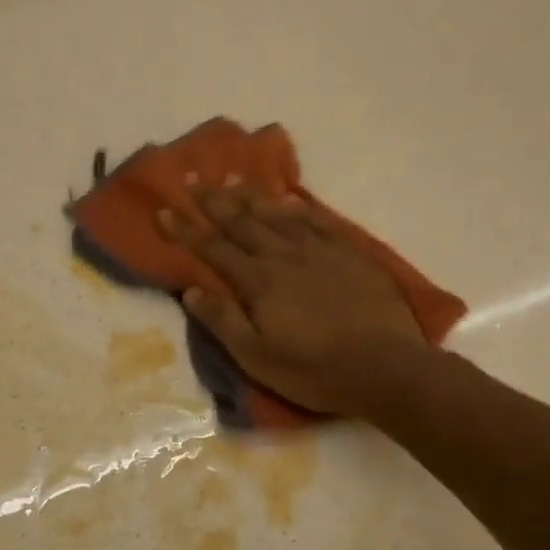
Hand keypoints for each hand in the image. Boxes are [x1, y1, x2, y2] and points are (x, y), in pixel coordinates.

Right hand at [161, 187, 434, 416]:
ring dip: (252, 196)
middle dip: (214, 201)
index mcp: (258, 281)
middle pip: (242, 222)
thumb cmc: (314, 370)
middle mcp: (284, 256)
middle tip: (193, 179)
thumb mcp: (257, 357)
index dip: (186, 229)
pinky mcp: (350, 254)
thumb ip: (223, 321)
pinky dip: (298, 208)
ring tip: (232, 179)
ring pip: (278, 215)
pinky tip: (289, 200)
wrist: (385, 366)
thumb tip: (192, 291)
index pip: (213, 248)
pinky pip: (318, 221)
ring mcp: (320, 251)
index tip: (164, 210)